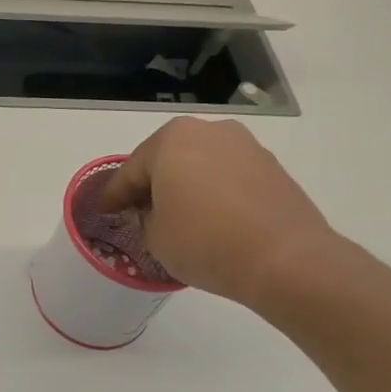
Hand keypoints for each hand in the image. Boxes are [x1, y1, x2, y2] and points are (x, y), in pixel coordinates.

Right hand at [98, 117, 337, 308]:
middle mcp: (208, 131)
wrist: (286, 260)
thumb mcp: (155, 237)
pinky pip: (228, 176)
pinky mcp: (272, 168)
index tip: (105, 211)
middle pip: (167, 159)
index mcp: (171, 140)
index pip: (131, 171)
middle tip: (138, 211)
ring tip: (178, 216)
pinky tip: (211, 217)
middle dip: (152, 184)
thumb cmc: (205, 242)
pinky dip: (214, 192)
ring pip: (200, 165)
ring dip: (185, 186)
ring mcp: (245, 146)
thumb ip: (145, 218)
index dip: (114, 195)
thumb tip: (155, 212)